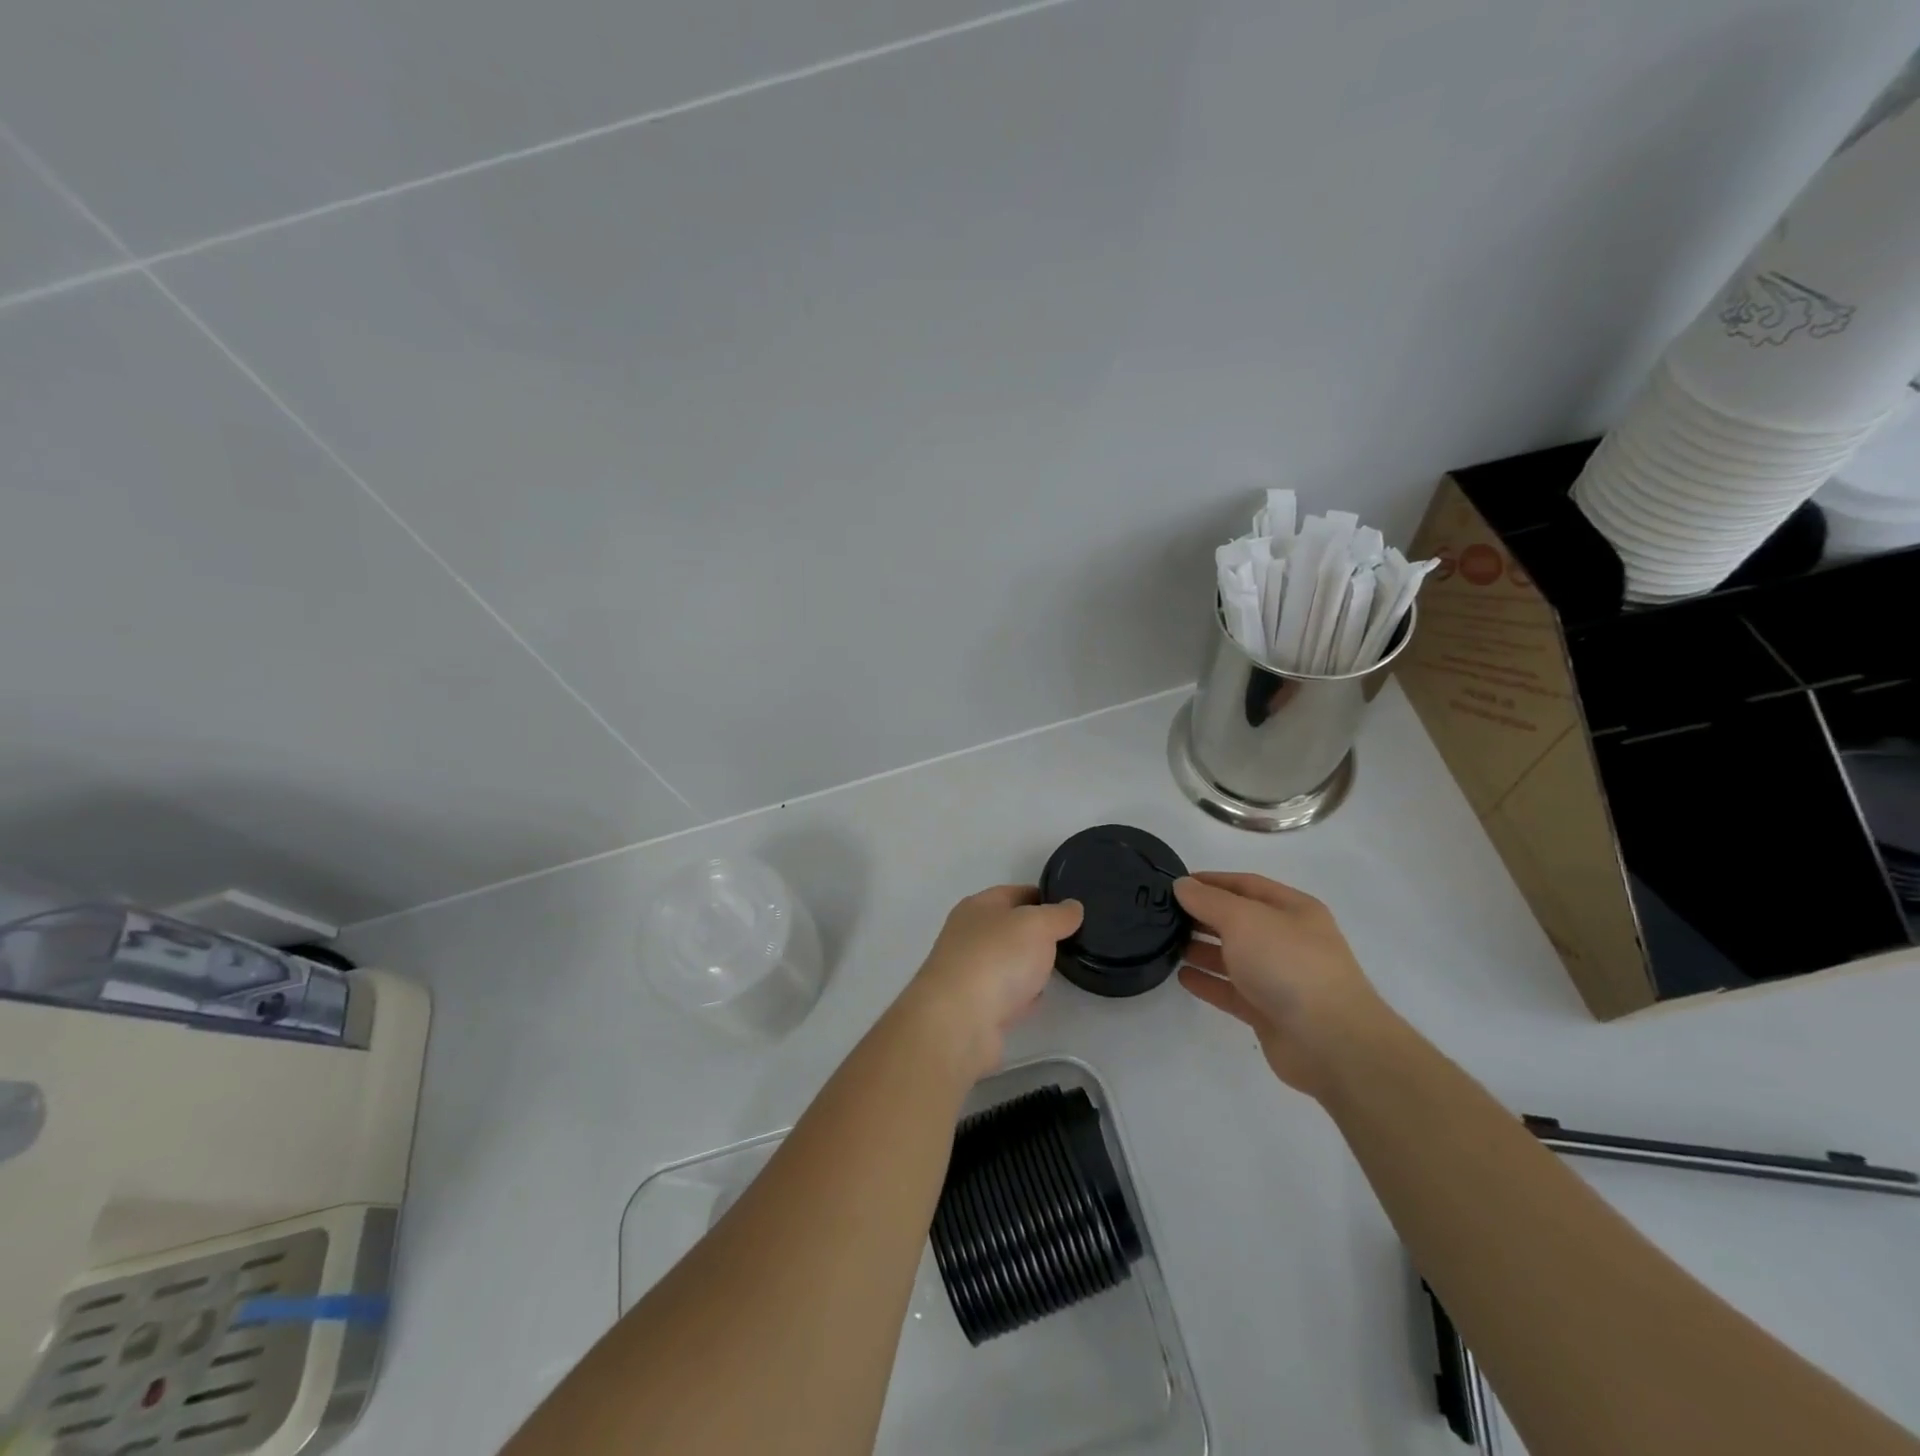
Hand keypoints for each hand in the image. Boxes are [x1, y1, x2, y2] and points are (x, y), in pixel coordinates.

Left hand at [897, 886, 1082, 1081]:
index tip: (1071, 908)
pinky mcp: (973, 1008)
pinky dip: (1020, 996)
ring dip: (1028, 965)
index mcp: (978, 906)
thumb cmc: (997, 958)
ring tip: (1059, 968)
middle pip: (1009, 928)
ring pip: (1007, 962)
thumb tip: (1072, 907)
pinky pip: (1004, 995)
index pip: (1015, 893)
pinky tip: (1037, 999)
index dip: (1043, 897)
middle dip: (1037, 933)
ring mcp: (968, 972)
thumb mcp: (1037, 925)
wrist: (958, 1021)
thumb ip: (1058, 915)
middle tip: (1070, 940)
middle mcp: (968, 935)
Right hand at [1174, 872, 1394, 1097]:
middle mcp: (1288, 940)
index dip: (1211, 881)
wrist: (1331, 1042)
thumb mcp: (1243, 919)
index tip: (1175, 884)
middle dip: (1203, 916)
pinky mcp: (1269, 1013)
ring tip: (1167, 944)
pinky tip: (1182, 977)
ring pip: (1234, 957)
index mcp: (1293, 910)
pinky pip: (1232, 991)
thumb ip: (1208, 901)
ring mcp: (1280, 978)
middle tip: (1165, 915)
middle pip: (1239, 921)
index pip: (1246, 885)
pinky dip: (1208, 983)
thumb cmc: (1288, 964)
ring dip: (1202, 950)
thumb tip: (1182, 885)